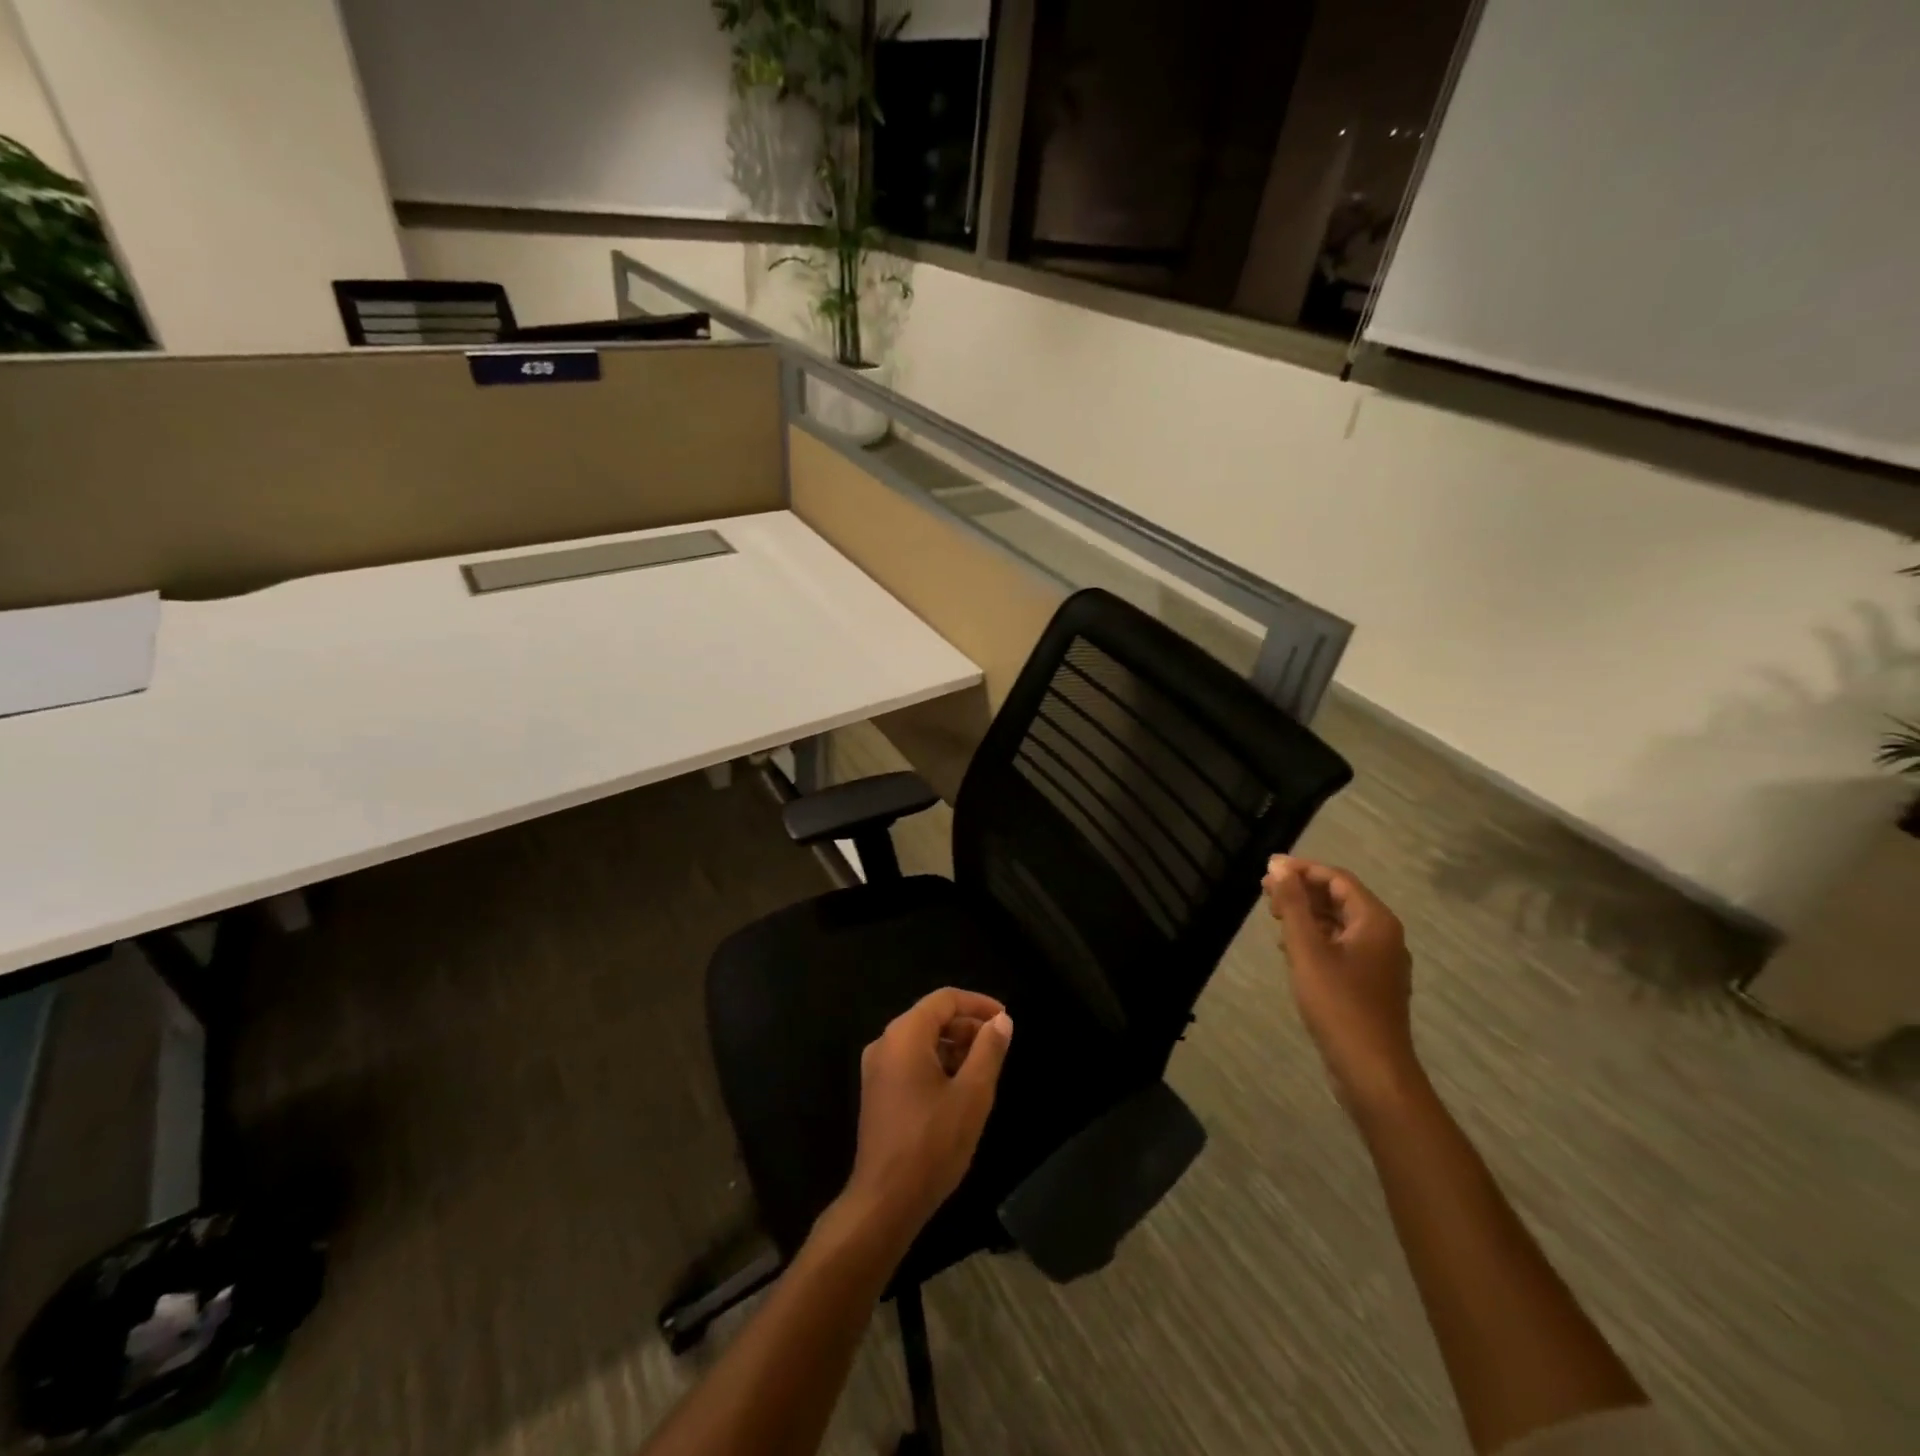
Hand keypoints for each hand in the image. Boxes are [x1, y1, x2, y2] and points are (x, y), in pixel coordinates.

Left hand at [843, 988, 1013, 1241]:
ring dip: (954, 1047)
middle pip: (931, 1017)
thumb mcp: (972, 1094)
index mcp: (905, 1035)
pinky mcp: (877, 1092)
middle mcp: (885, 1043)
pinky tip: (959, 1089)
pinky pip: (911, 1062)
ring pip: (922, 1041)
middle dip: (967, 1026)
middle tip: (999, 1047)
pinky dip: (937, 1064)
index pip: (945, 999)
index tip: (1006, 1020)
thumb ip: (988, 1051)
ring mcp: (877, 1068)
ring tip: (984, 1069)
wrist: (885, 1202)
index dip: (978, 1004)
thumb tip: (1002, 1021)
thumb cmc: (932, 1143)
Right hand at [1262, 855, 1420, 1116]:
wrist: (1371, 1070)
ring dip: (1306, 915)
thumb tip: (1278, 866)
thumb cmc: (1339, 1004)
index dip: (1302, 869)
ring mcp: (1378, 962)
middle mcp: (1383, 936)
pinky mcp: (1369, 984)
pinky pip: (1341, 947)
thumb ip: (1293, 904)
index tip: (1267, 870)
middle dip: (1302, 891)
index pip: (1337, 879)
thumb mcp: (1307, 949)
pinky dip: (1315, 939)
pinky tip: (1289, 949)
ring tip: (1273, 916)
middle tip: (1264, 893)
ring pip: (1339, 924)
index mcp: (1375, 922)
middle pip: (1340, 899)